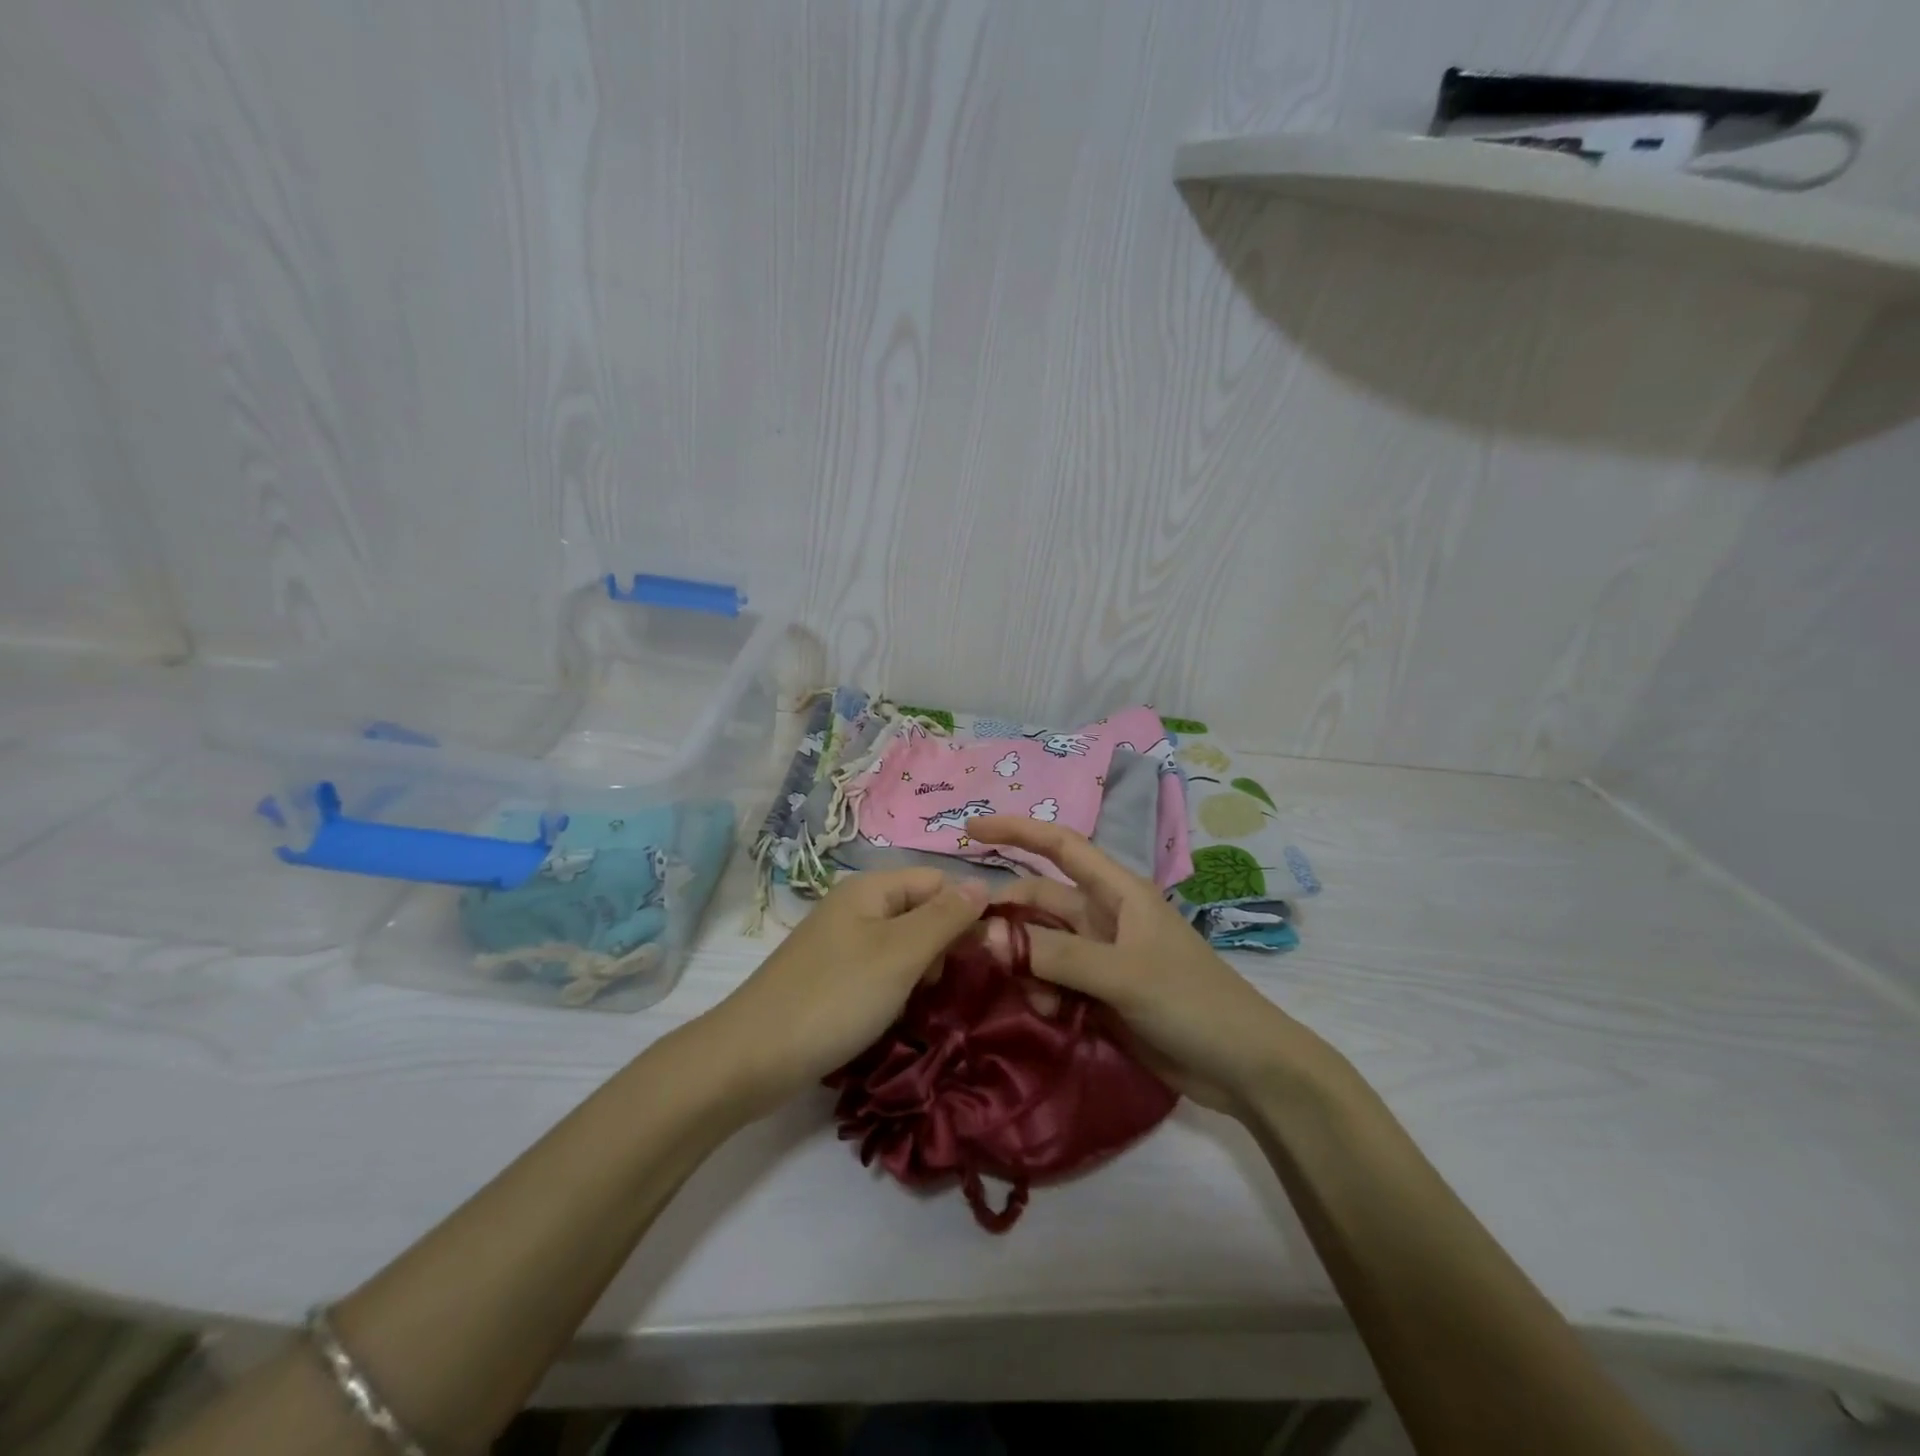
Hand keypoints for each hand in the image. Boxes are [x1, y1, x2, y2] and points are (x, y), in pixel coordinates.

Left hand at [696, 869, 989, 1114]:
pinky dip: (898, 986)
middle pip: (921, 909)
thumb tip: (984, 883)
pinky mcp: (832, 975)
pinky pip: (881, 968)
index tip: (988, 954)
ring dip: (923, 969)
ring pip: (903, 943)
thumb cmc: (835, 997)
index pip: (939, 881)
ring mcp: (841, 941)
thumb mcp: (900, 954)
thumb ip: (945, 918)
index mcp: (871, 888)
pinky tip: (898, 1012)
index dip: (967, 911)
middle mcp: (856, 906)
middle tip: (950, 985)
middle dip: (945, 944)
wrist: (751, 1057)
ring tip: (923, 1002)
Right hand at [967, 817, 1338, 1115]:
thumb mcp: (1121, 973)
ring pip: (1042, 946)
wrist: (1243, 1068)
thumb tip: (986, 934)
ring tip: (1034, 1000)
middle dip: (1008, 919)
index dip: (1016, 830)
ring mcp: (1102, 957)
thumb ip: (1053, 953)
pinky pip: (1054, 980)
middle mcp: (1104, 916)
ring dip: (1026, 966)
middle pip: (1040, 902)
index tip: (971, 828)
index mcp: (1117, 892)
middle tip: (970, 945)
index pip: (1059, 846)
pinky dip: (1042, 993)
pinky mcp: (1100, 993)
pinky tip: (1050, 1017)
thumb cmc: (1191, 1001)